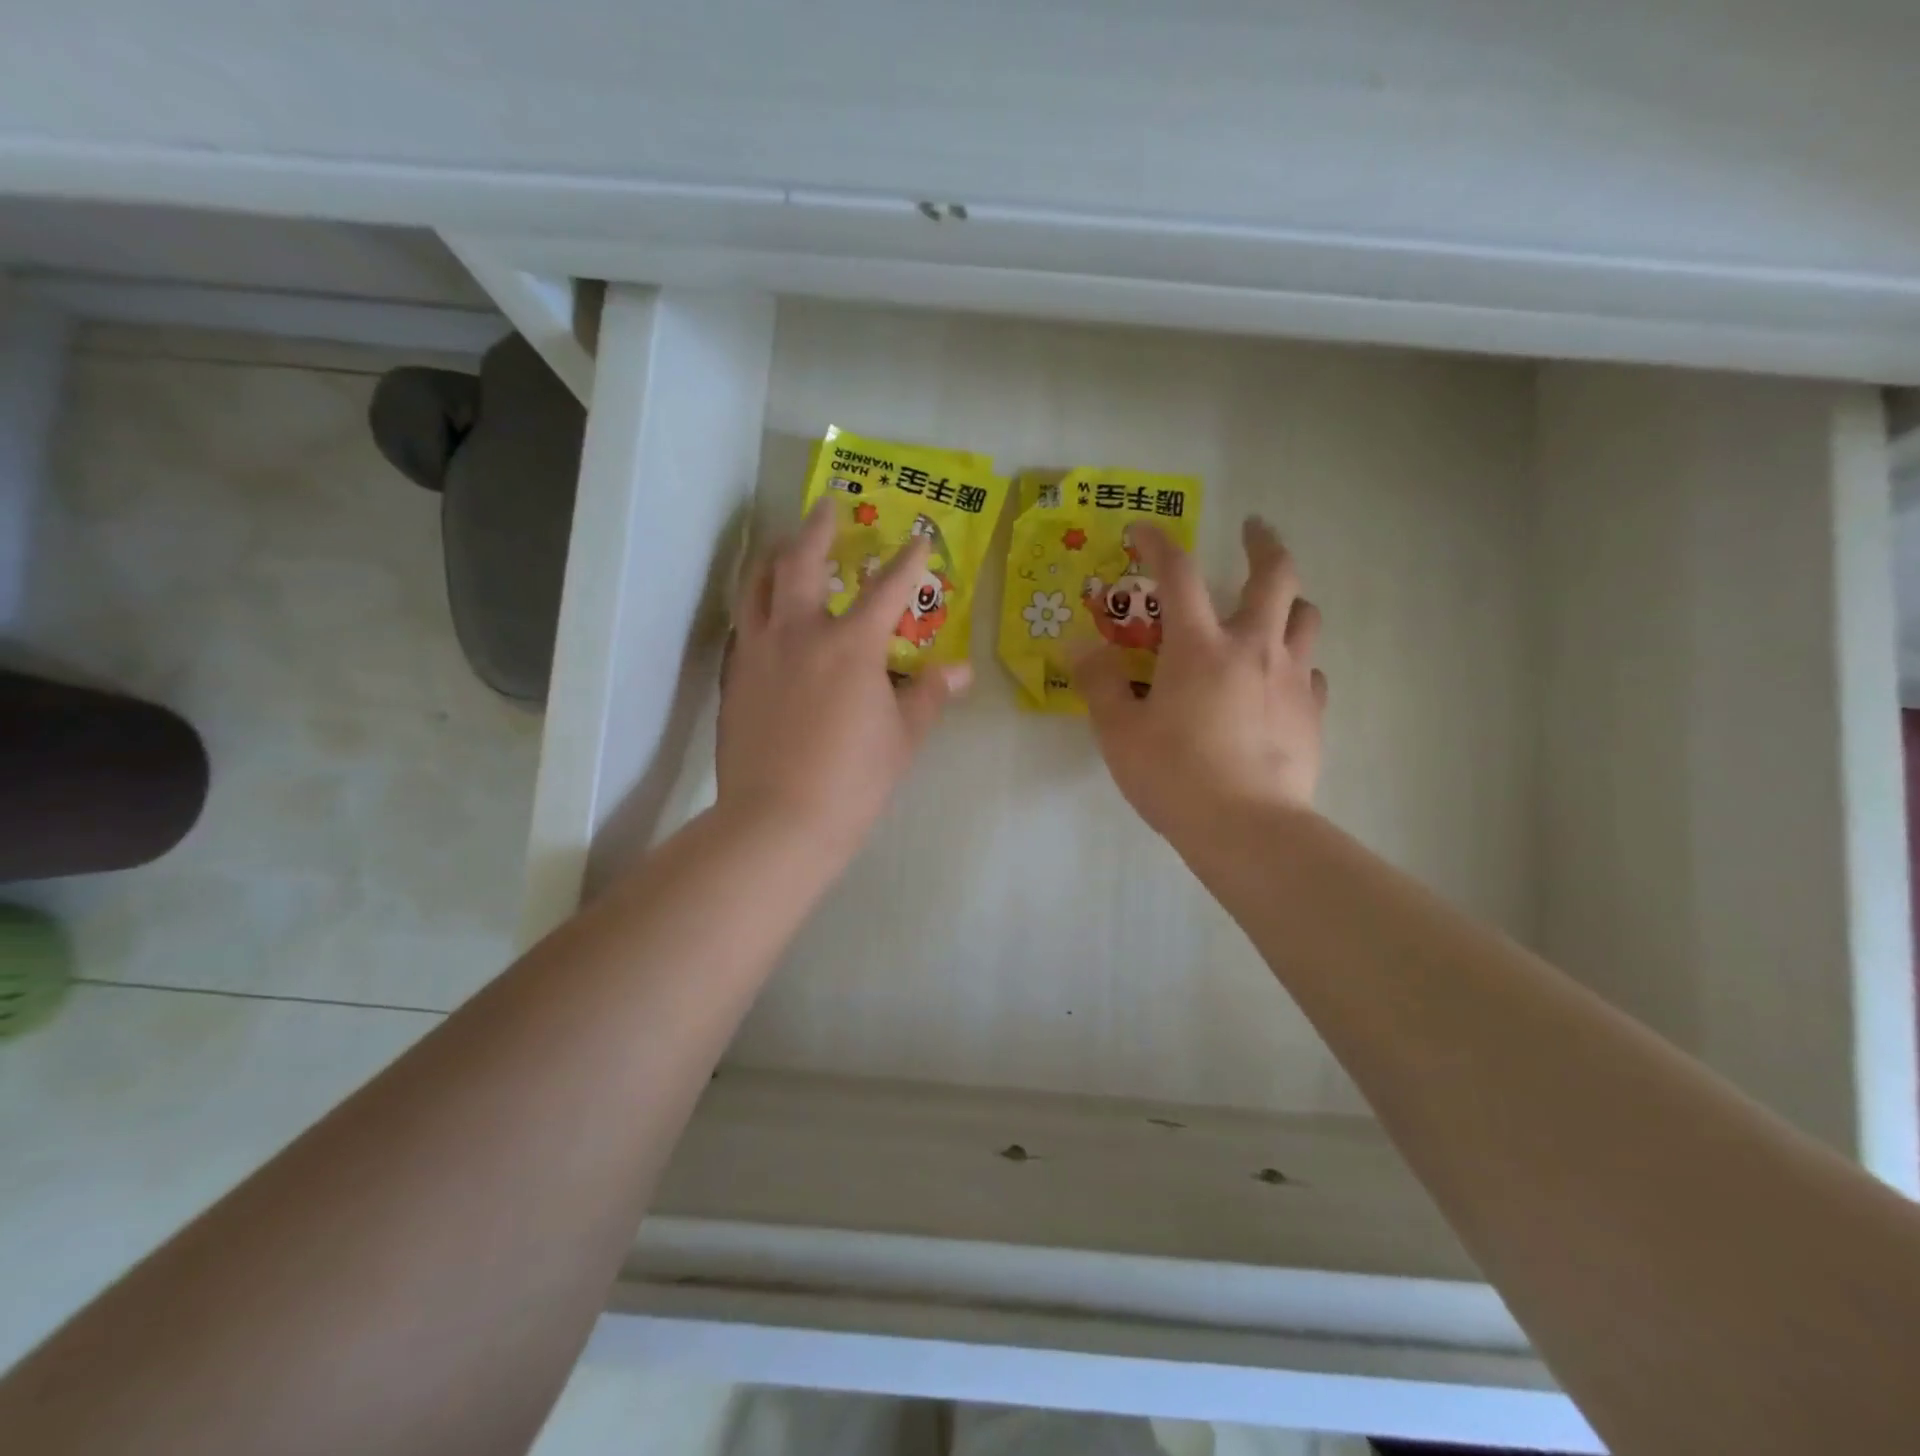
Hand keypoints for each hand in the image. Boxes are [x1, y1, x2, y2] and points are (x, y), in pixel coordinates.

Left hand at [717, 499, 970, 857]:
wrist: (778, 821)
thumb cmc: (853, 780)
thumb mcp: (902, 737)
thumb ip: (927, 695)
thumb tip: (959, 671)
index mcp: (850, 645)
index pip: (887, 588)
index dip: (908, 561)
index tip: (919, 538)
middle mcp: (799, 634)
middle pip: (801, 562)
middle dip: (817, 528)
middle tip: (826, 506)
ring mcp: (758, 652)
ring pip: (758, 585)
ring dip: (775, 556)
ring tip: (784, 545)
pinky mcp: (734, 677)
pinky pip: (744, 624)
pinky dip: (758, 604)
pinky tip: (765, 612)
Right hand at [1073, 518, 1326, 844]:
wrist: (1246, 829)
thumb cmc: (1174, 777)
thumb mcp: (1119, 732)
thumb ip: (1099, 683)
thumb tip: (1078, 645)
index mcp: (1199, 647)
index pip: (1178, 574)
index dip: (1158, 543)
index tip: (1143, 530)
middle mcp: (1253, 648)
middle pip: (1275, 575)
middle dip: (1264, 543)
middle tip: (1254, 529)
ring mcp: (1291, 678)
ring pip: (1306, 617)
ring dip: (1289, 600)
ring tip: (1272, 606)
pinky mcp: (1313, 712)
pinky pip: (1313, 671)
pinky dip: (1296, 661)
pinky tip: (1280, 680)